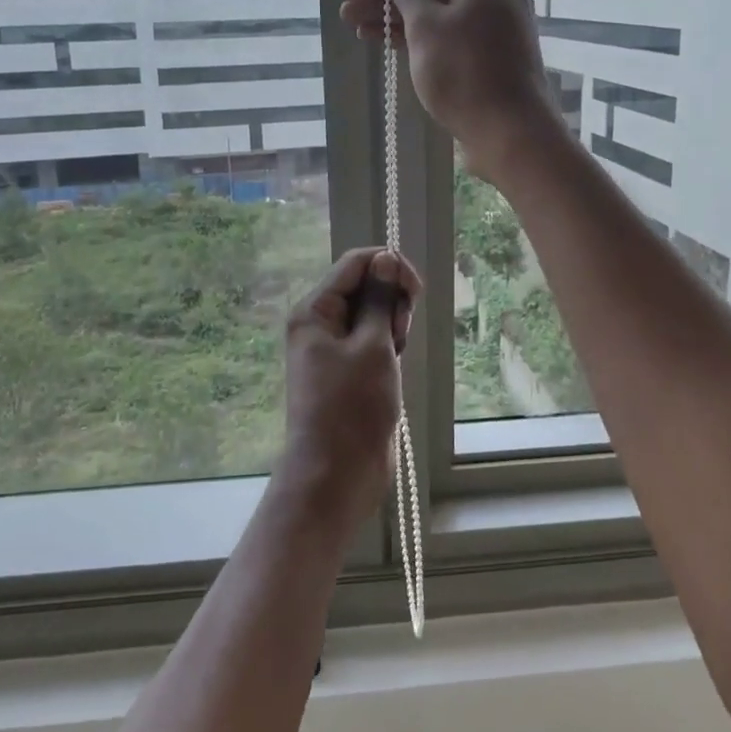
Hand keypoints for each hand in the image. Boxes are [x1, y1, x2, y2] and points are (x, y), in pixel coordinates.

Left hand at [279, 246, 423, 525]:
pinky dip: (388, 345)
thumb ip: (380, 299)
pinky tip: (394, 364)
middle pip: (365, 286)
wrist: (338, 473)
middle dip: (391, 300)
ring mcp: (333, 346)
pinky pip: (373, 339)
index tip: (415, 290)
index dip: (389, 266)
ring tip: (395, 355)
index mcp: (314, 310)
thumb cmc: (353, 407)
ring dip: (392, 325)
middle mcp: (319, 323)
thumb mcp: (373, 346)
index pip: (355, 263)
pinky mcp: (348, 368)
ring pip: (373, 313)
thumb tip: (386, 258)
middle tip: (398, 334)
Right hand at [341, 0, 565, 185]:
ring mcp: (487, 22)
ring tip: (349, 19)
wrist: (508, 131)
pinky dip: (411, 33)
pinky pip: (441, 31)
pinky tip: (376, 38)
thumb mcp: (427, 24)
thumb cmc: (465, 71)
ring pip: (432, 8)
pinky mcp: (481, 52)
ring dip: (392, 13)